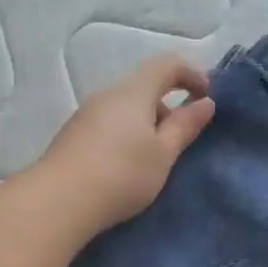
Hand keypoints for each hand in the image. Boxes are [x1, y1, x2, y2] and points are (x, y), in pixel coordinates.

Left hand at [37, 55, 215, 234]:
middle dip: (170, 105)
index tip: (208, 97)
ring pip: (126, 108)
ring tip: (157, 158)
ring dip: (148, 124)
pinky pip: (110, 125)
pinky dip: (128, 135)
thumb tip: (205, 103)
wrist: (59, 202)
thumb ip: (185, 126)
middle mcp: (107, 95)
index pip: (167, 64)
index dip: (192, 74)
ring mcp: (86, 114)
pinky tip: (129, 167)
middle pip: (144, 86)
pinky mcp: (74, 136)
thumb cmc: (122, 174)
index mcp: (133, 92)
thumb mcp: (163, 153)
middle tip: (184, 138)